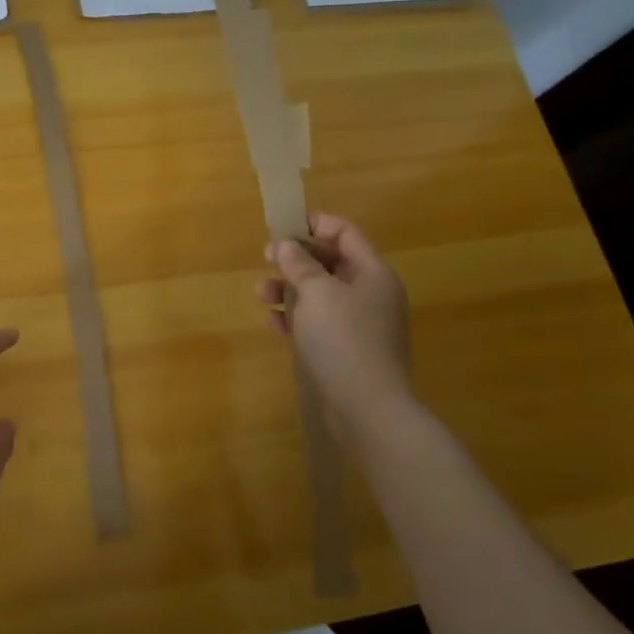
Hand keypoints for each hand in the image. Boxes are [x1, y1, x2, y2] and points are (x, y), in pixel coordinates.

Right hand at [256, 212, 414, 432]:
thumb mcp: (316, 292)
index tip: (283, 225)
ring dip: (289, 289)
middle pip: (330, 263)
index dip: (315, 224)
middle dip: (296, 259)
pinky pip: (317, 323)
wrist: (367, 408)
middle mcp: (370, 294)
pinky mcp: (346, 350)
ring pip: (320, 294)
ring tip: (261, 294)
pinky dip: (295, 318)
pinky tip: (273, 323)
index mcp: (372, 273)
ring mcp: (359, 324)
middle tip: (266, 258)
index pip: (346, 234)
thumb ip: (299, 264)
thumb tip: (286, 244)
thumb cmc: (343, 339)